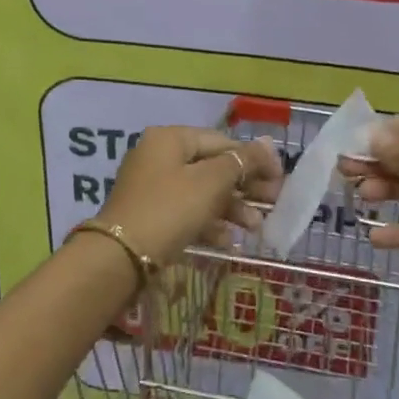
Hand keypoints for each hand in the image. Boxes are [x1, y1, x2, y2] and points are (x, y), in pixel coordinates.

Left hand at [95, 126, 280, 268]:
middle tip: (272, 204)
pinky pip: (187, 212)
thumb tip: (268, 142)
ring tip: (255, 228)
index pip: (222, 141)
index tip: (279, 179)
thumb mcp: (210, 183)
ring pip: (201, 191)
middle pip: (212, 166)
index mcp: (171, 139)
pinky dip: (209, 223)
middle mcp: (159, 156)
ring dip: (231, 208)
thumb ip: (242, 161)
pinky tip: (228, 242)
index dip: (254, 159)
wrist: (119, 259)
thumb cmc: (170, 210)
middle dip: (244, 186)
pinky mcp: (150, 215)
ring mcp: (152, 187)